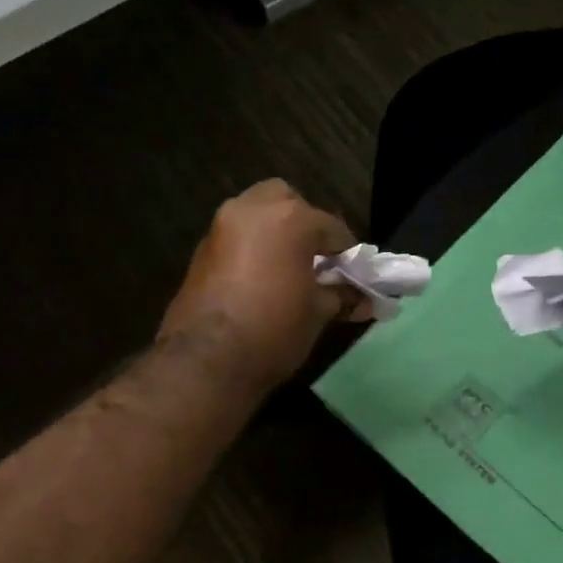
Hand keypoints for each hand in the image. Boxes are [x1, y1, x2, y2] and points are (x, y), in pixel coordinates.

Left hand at [158, 180, 364, 389]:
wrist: (206, 361)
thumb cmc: (273, 330)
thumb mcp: (317, 313)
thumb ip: (341, 296)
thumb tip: (362, 300)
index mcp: (289, 218)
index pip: (332, 228)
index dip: (348, 255)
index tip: (354, 277)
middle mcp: (251, 210)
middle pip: (286, 202)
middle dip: (303, 224)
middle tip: (315, 260)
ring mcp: (220, 228)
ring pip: (255, 215)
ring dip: (273, 234)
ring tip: (288, 271)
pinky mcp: (200, 252)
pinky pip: (234, 239)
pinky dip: (250, 250)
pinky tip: (259, 281)